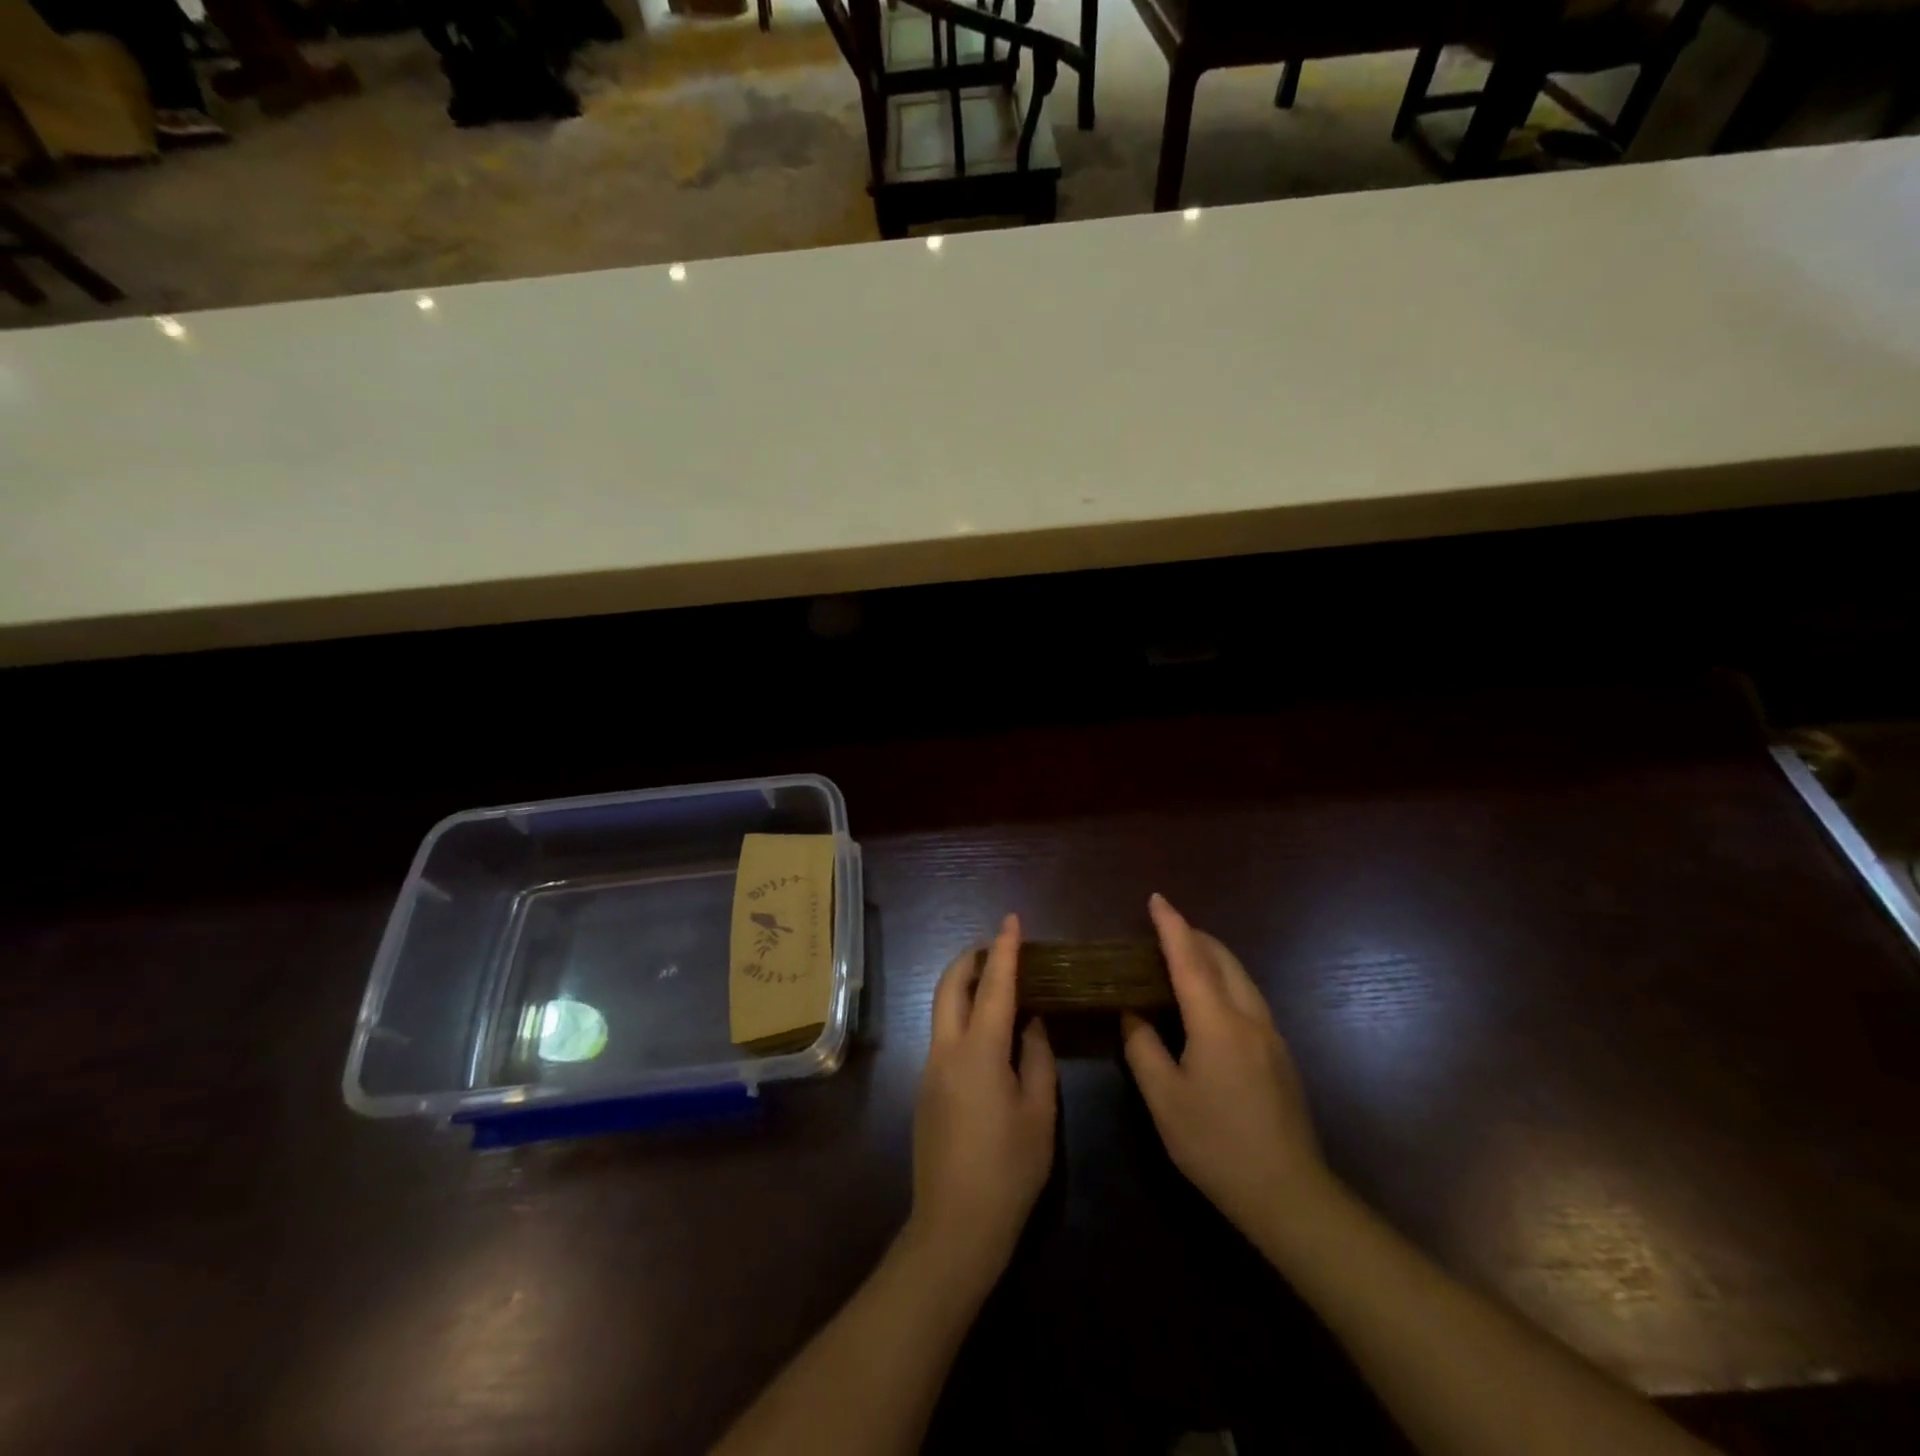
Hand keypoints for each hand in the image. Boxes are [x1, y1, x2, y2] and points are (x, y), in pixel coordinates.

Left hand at [909, 914, 1057, 1290]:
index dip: (1004, 950)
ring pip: (941, 1008)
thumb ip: (1037, 1058)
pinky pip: (943, 1034)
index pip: (994, 986)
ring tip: (995, 984)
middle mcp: (947, 1050)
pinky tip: (987, 1033)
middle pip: (950, 985)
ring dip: (964, 985)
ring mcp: (930, 1068)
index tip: (1012, 920)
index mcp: (980, 1052)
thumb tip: (1033, 1023)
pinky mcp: (925, 1088)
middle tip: (998, 948)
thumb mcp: (1039, 1113)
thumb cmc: (1009, 1170)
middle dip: (971, 958)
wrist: (954, 1226)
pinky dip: (962, 1015)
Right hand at [1122, 894, 1329, 1239]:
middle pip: (1222, 959)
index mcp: (1217, 1022)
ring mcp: (1271, 1035)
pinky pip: (1249, 997)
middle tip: (1164, 929)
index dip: (1171, 925)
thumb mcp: (1165, 1099)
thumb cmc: (1217, 1145)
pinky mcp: (1281, 1055)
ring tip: (1184, 956)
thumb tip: (1132, 1013)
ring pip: (1241, 977)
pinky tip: (1211, 1000)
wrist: (1289, 1195)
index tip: (1156, 898)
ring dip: (1212, 957)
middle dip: (1194, 935)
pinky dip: (1225, 980)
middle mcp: (1249, 1017)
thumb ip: (1143, 1048)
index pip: (1190, 959)